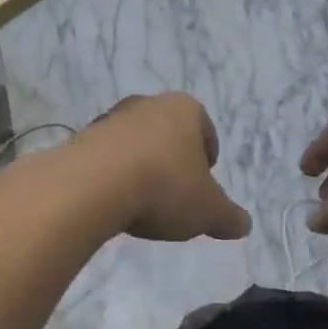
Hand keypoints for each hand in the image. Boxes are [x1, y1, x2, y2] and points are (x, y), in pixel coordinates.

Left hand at [80, 93, 252, 241]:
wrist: (92, 185)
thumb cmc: (163, 187)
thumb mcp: (207, 210)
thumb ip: (228, 216)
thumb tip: (244, 225)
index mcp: (184, 109)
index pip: (205, 130)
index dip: (208, 159)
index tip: (203, 185)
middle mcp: (148, 104)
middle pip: (168, 135)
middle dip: (173, 162)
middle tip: (175, 195)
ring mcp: (111, 118)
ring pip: (136, 144)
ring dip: (141, 167)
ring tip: (142, 203)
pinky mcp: (83, 138)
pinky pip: (108, 158)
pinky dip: (114, 175)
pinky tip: (114, 202)